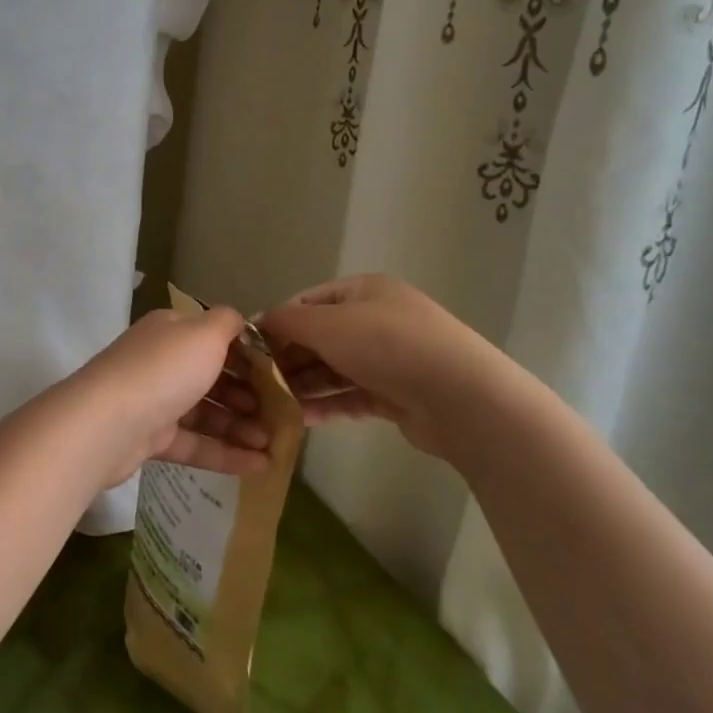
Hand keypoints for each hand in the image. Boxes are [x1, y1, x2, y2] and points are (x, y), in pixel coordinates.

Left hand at [67, 306, 272, 487]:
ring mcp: (155, 401)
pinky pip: (196, 443)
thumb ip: (228, 323)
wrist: (107, 423)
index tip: (283, 375)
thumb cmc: (164, 370)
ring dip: (242, 426)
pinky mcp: (151, 439)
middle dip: (250, 395)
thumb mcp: (204, 333)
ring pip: (207, 412)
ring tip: (275, 443)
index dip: (250, 355)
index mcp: (172, 331)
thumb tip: (240, 322)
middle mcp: (162, 361)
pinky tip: (260, 466)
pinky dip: (226, 453)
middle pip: (213, 376)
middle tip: (284, 414)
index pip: (216, 338)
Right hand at [257, 273, 506, 461]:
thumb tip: (257, 322)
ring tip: (272, 406)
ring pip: (334, 370)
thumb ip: (287, 322)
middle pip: (320, 337)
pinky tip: (299, 420)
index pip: (308, 302)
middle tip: (256, 383)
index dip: (277, 323)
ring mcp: (389, 359)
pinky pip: (351, 397)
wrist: (462, 398)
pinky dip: (326, 406)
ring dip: (303, 386)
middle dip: (288, 359)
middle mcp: (377, 320)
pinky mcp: (397, 396)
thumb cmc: (387, 345)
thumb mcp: (328, 324)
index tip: (250, 349)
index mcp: (364, 291)